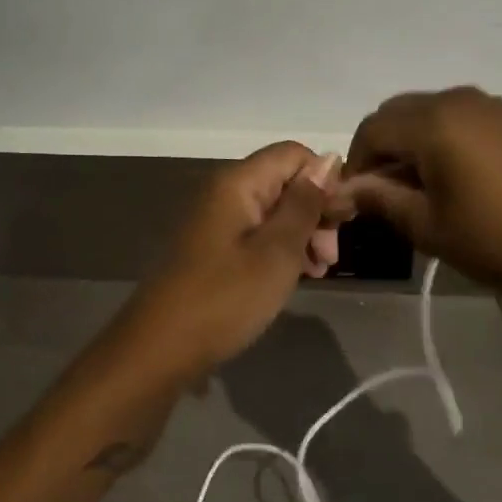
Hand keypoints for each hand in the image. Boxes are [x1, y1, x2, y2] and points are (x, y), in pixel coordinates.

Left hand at [125, 143, 346, 375]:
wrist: (160, 347)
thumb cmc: (225, 297)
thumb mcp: (277, 252)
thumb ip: (305, 204)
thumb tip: (329, 160)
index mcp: (238, 182)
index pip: (294, 154)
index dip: (325, 179)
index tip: (341, 222)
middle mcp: (225, 190)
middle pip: (284, 180)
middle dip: (315, 211)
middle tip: (329, 258)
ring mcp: (216, 218)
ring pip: (273, 209)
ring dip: (301, 234)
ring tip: (317, 272)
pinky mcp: (213, 246)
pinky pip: (256, 232)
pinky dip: (280, 248)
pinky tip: (294, 277)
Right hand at [339, 88, 501, 330]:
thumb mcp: (431, 228)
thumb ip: (380, 200)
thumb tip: (344, 189)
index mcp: (434, 122)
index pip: (372, 127)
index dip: (358, 160)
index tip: (360, 196)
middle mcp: (462, 99)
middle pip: (402, 111)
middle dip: (387, 146)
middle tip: (391, 190)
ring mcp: (499, 105)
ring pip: (438, 111)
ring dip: (421, 140)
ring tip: (432, 184)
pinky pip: (474, 118)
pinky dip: (457, 137)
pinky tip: (475, 177)